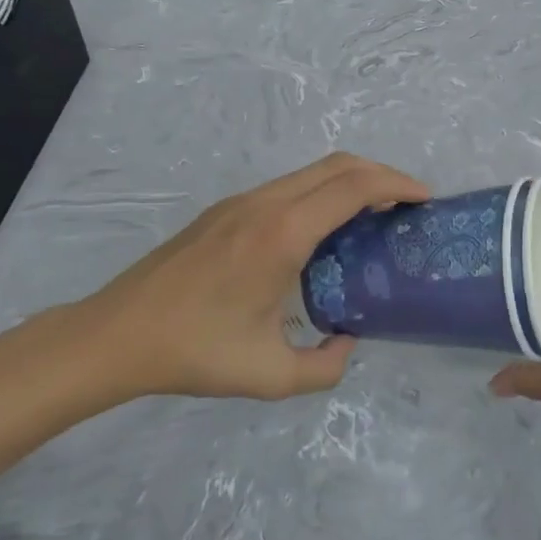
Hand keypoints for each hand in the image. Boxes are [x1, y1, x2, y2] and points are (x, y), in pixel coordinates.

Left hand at [52, 153, 429, 406]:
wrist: (116, 333)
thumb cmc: (194, 351)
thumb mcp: (269, 375)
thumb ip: (324, 367)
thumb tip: (347, 343)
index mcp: (283, 234)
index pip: (354, 187)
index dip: (396, 184)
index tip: (424, 199)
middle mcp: (267, 203)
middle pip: (338, 165)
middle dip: (382, 174)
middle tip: (408, 203)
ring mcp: (243, 201)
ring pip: (312, 171)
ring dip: (350, 181)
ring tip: (374, 216)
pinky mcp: (227, 209)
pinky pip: (290, 186)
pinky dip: (323, 192)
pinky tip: (324, 230)